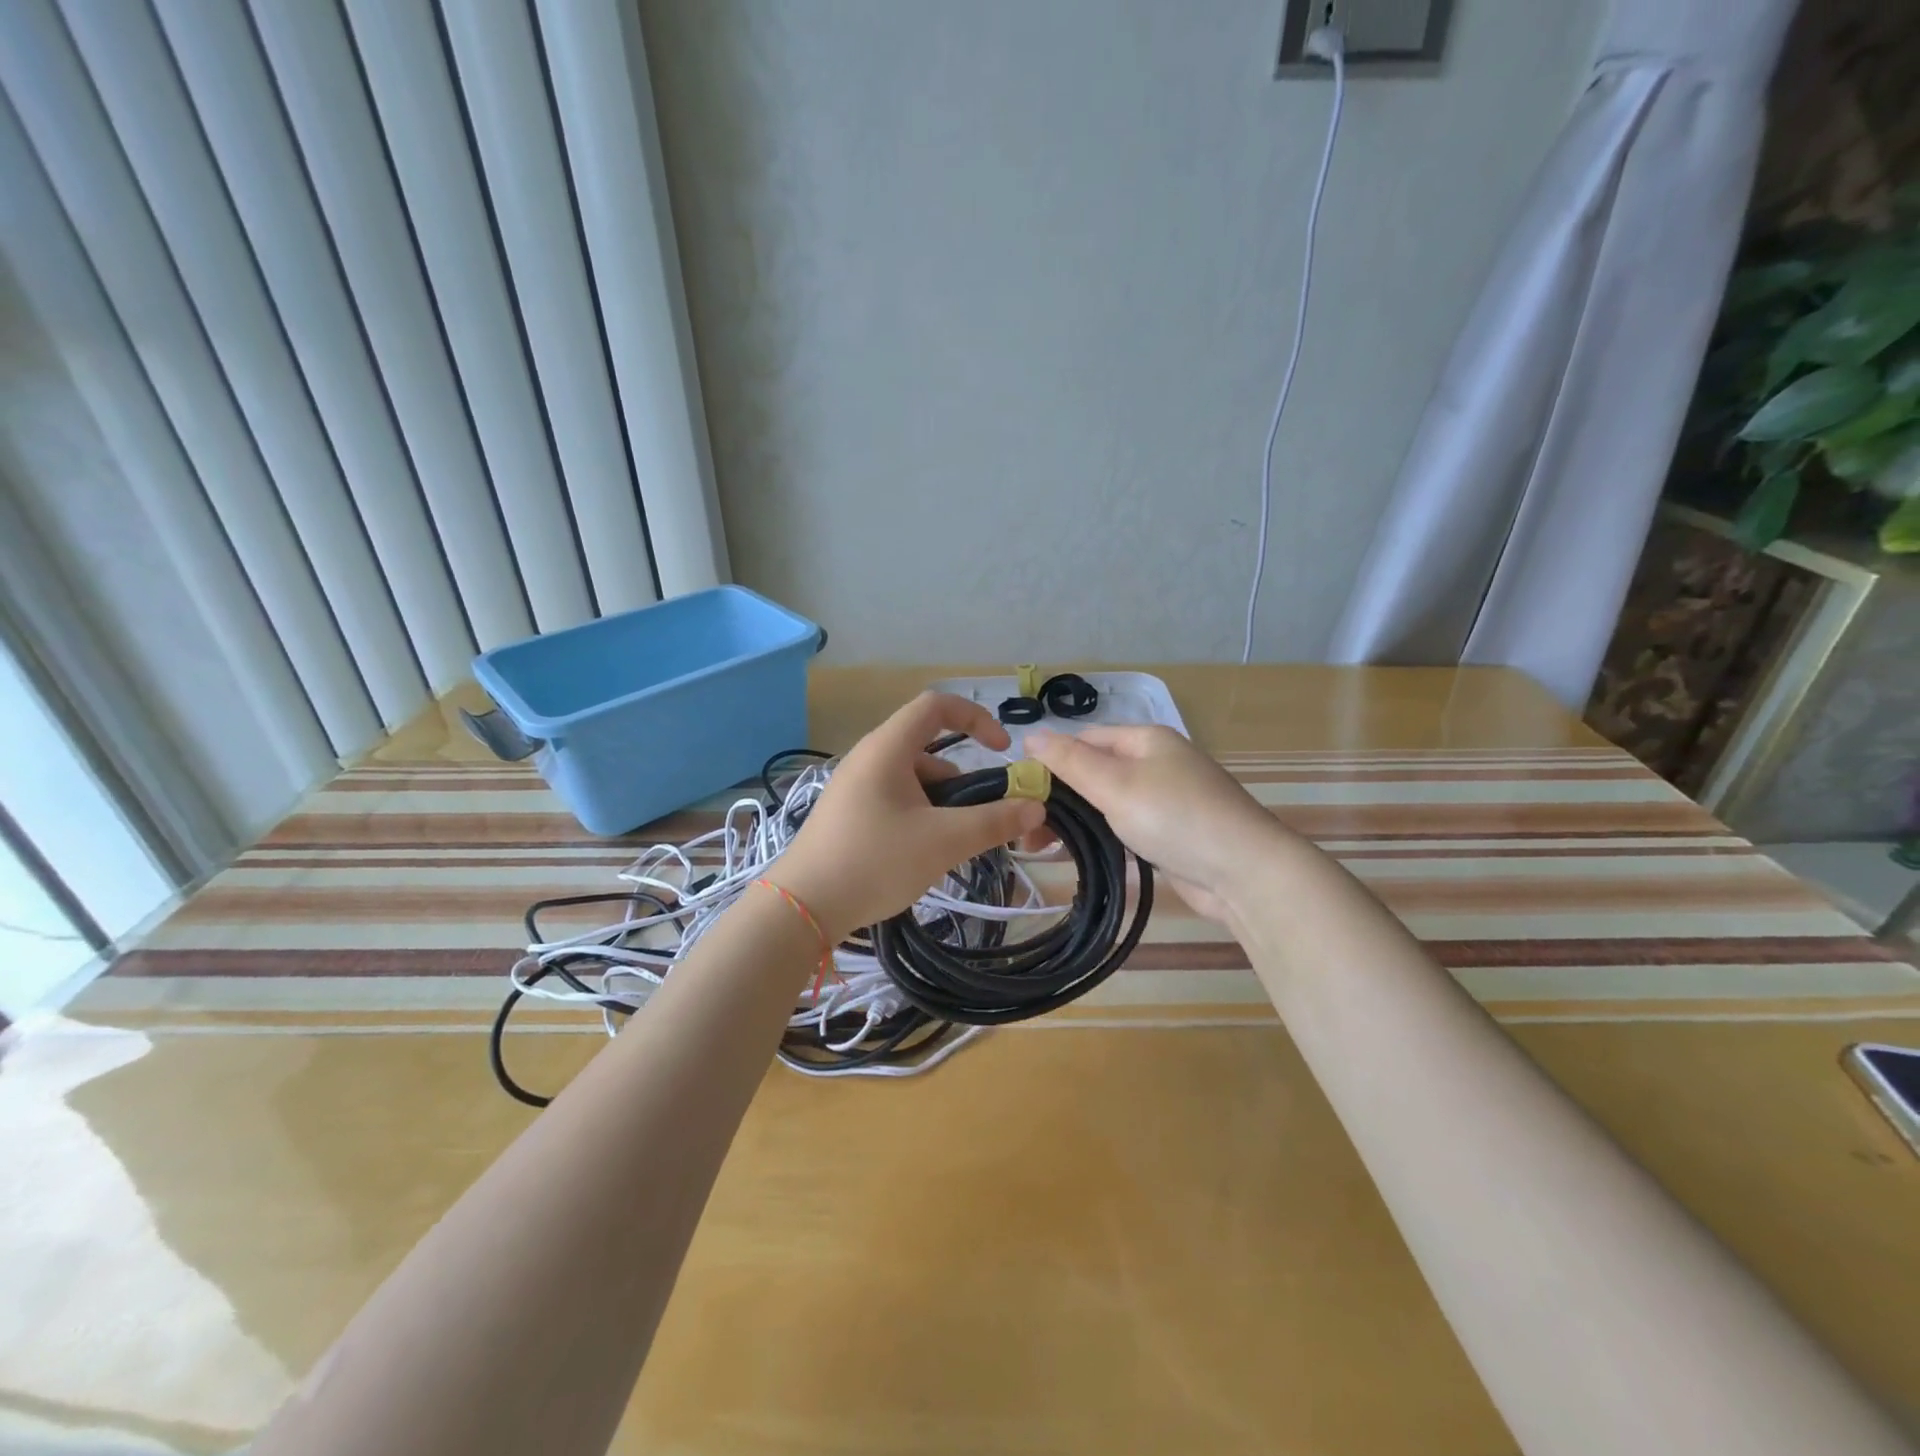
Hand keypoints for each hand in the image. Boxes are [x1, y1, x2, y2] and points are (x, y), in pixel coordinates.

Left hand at [768, 693, 1045, 941]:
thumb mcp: (943, 841)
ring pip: (913, 779)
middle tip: (981, 818)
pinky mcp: (849, 813)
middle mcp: (869, 757)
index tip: (1002, 752)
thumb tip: (1036, 805)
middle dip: (963, 779)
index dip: (976, 718)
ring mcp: (855, 786)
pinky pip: (896, 800)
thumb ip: (994, 821)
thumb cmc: (874, 862)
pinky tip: (924, 854)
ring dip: (943, 803)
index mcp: (887, 748)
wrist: (802, 907)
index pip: (937, 706)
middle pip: (928, 748)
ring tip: (953, 845)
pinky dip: (920, 815)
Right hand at [1025, 725, 1292, 923]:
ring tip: (1040, 845)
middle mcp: (1155, 762)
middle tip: (1025, 830)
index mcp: (1144, 739)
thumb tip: (1030, 736)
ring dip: (1075, 818)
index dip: (1049, 760)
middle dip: (1059, 796)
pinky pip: (1124, 824)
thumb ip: (1070, 761)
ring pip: (1106, 800)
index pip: (1083, 739)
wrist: (1244, 872)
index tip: (1019, 792)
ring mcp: (1165, 797)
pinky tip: (1077, 853)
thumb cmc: (1175, 817)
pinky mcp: (1170, 831)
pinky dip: (1099, 834)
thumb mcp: (1115, 784)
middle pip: (1093, 770)